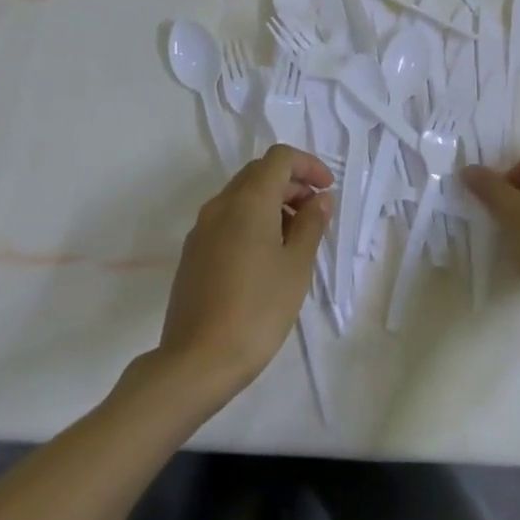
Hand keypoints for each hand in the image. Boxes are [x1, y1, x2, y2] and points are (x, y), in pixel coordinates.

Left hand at [155, 145, 332, 399]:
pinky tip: (266, 256)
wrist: (197, 361)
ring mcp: (201, 228)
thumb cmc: (258, 309)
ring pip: (241, 196)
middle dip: (291, 183)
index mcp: (248, 200)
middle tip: (315, 212)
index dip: (308, 165)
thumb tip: (320, 199)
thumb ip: (311, 224)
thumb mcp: (296, 266)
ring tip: (295, 238)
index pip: (280, 158)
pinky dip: (252, 221)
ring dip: (272, 203)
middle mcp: (221, 205)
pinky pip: (227, 219)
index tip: (327, 189)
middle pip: (259, 173)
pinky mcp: (193, 253)